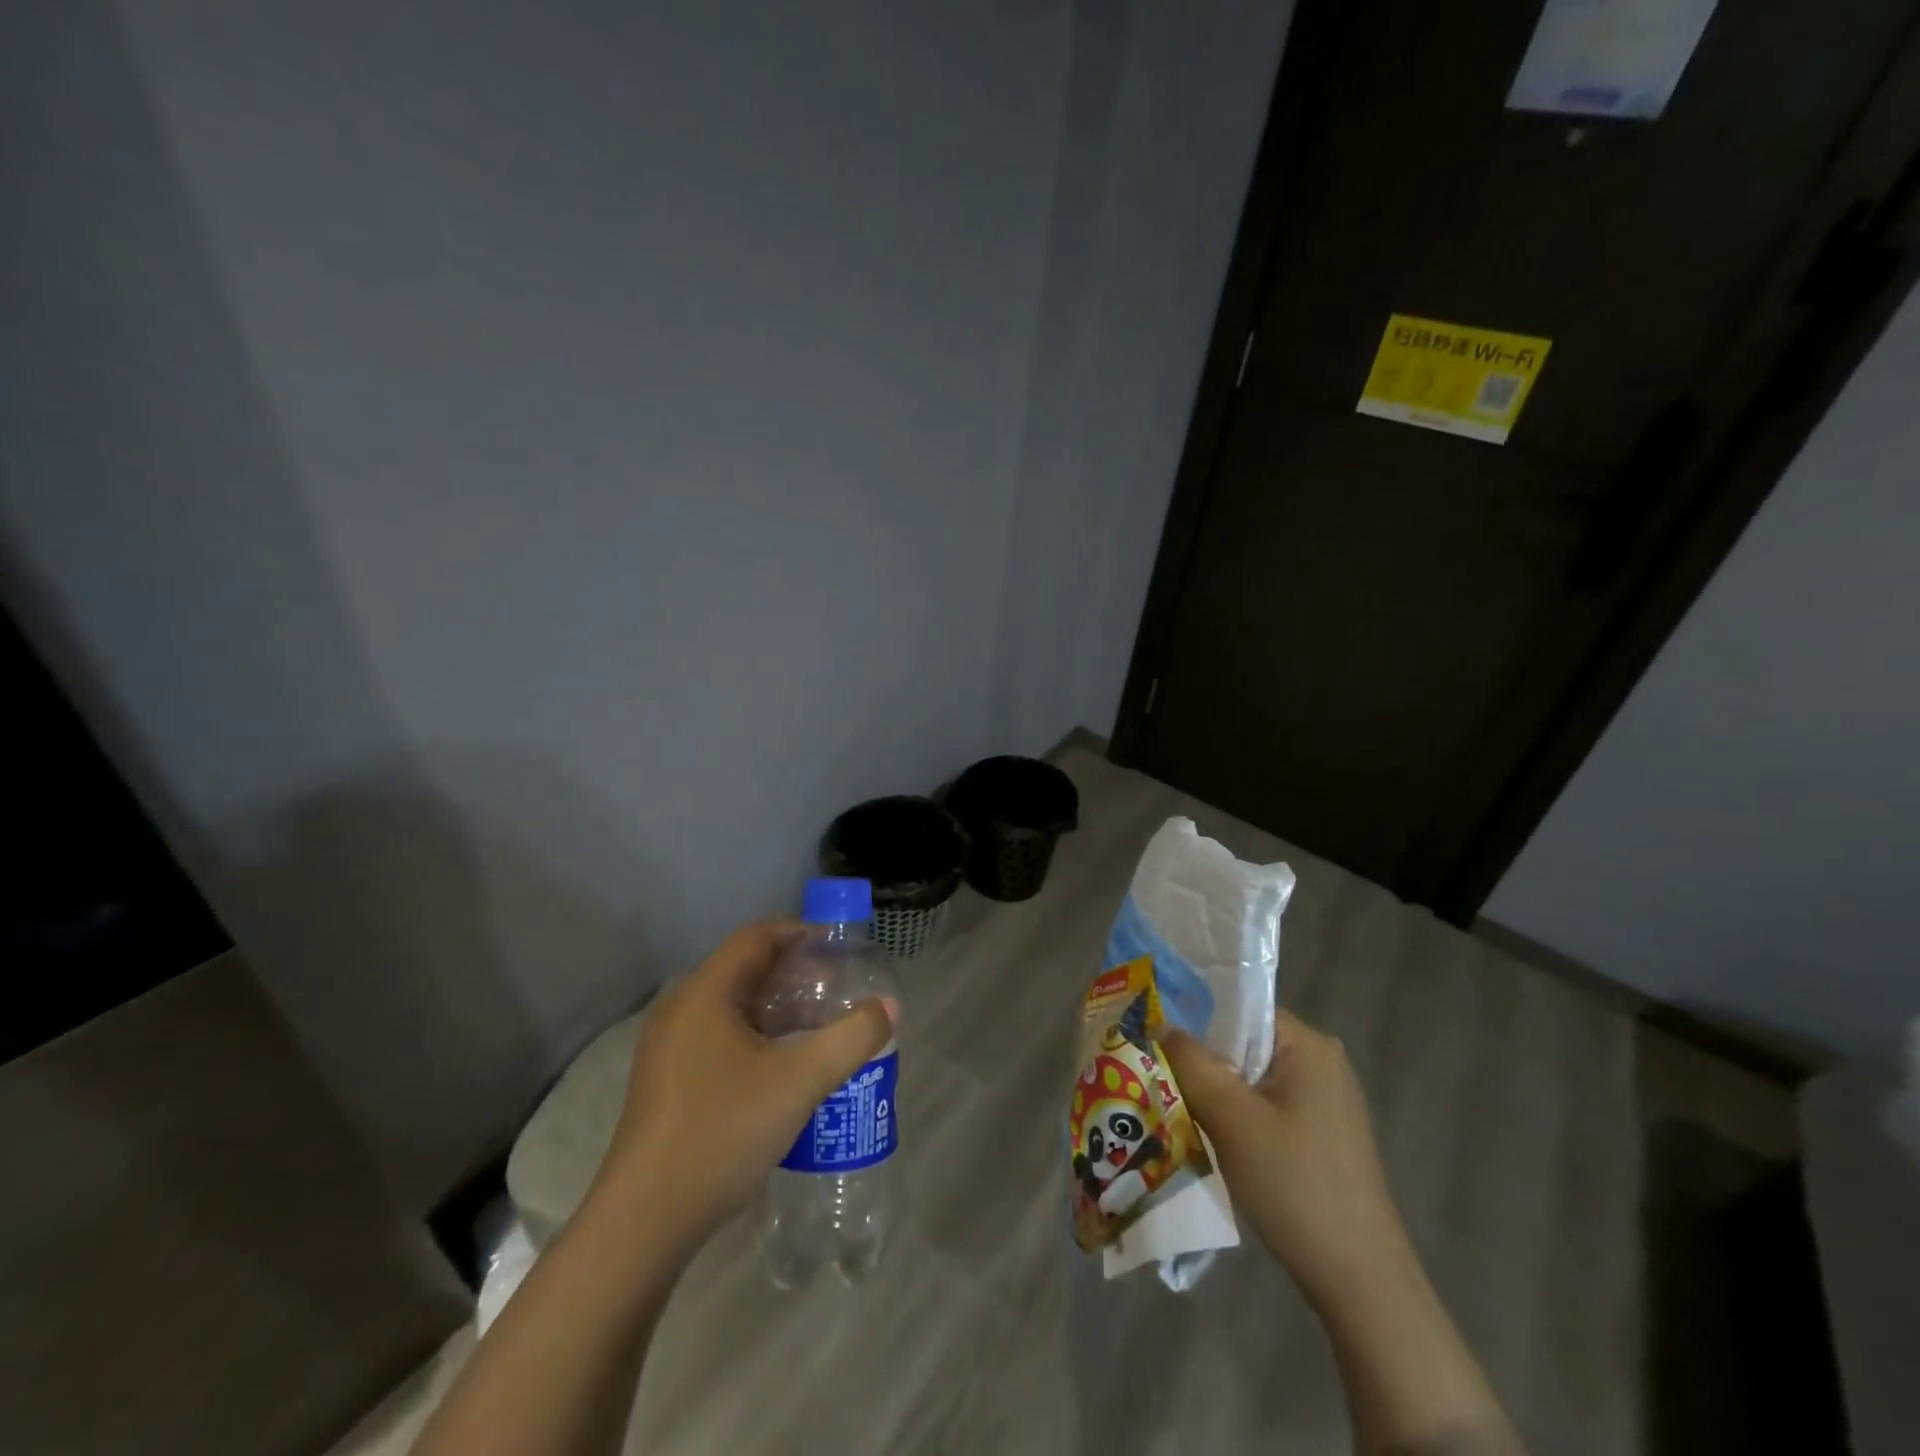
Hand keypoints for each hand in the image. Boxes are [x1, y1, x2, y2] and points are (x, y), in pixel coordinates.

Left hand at [592, 922, 894, 1251]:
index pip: (756, 938)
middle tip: (836, 987)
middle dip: (793, 973)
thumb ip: (852, 1038)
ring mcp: (668, 1049)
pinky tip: (783, 1066)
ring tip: (818, 1025)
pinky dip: (756, 1036)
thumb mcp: (800, 1082)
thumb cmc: (722, 1132)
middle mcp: (681, 1010)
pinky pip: (718, 1037)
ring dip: (776, 1008)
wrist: (644, 1221)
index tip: (838, 947)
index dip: (799, 933)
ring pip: (731, 1008)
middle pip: (744, 970)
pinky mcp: (667, 1082)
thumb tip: (889, 1006)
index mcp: (704, 994)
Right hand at [1162, 1010, 1411, 1311]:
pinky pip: (1264, 1105)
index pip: (1239, 1008)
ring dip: (1214, 1090)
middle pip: (1243, 1043)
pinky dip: (1234, 1114)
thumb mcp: (1232, 1118)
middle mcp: (1320, 1062)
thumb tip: (1160, 1026)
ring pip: (1250, 1078)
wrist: (1359, 1281)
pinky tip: (1206, 1134)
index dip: (1194, 1017)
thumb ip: (1192, 1063)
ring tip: (1171, 1100)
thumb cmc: (1295, 1184)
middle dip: (1200, 1058)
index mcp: (1308, 1045)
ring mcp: (1323, 1101)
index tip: (1153, 1033)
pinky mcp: (1319, 1134)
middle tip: (1154, 1069)